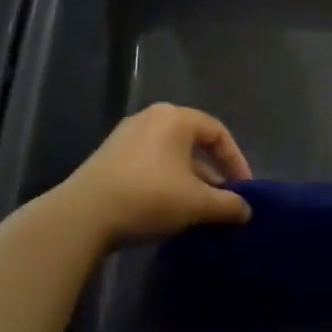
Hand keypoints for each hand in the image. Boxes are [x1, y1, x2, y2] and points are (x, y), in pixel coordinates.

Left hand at [57, 103, 253, 247]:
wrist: (85, 214)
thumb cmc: (150, 196)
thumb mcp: (197, 203)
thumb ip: (227, 204)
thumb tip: (246, 210)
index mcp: (176, 118)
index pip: (217, 132)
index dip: (236, 161)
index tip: (244, 190)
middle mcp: (151, 118)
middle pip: (193, 143)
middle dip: (212, 174)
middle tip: (223, 201)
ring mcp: (127, 136)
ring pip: (171, 155)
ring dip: (189, 181)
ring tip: (198, 210)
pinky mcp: (110, 156)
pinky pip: (150, 163)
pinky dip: (166, 182)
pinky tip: (168, 209)